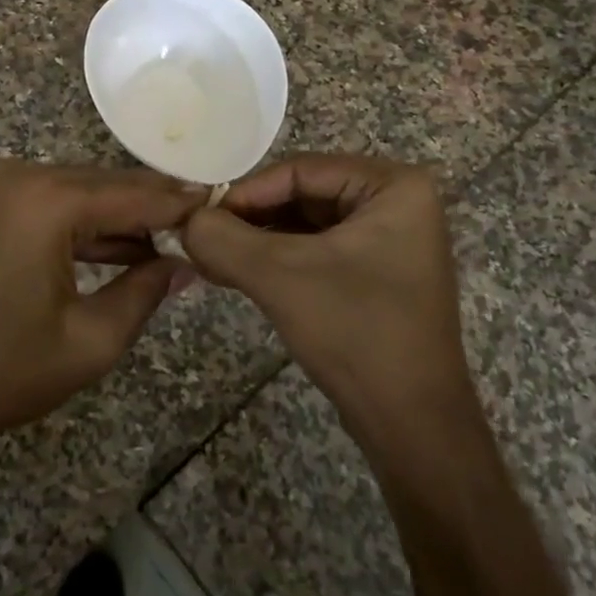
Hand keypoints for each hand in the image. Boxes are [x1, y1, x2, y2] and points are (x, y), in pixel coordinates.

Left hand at [0, 159, 202, 456]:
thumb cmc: (5, 372)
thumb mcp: (91, 340)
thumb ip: (147, 291)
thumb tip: (185, 264)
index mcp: (46, 201)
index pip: (132, 195)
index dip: (179, 204)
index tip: (220, 205)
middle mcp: (19, 175)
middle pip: (104, 185)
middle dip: (151, 208)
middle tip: (199, 226)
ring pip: (77, 191)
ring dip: (117, 217)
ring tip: (165, 243)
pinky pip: (48, 202)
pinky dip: (81, 223)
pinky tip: (118, 248)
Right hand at [182, 154, 469, 438]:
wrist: (413, 425)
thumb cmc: (356, 332)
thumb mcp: (281, 276)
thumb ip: (223, 239)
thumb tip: (182, 220)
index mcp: (393, 186)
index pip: (300, 170)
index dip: (245, 192)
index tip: (199, 218)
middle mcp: (396, 203)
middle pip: (302, 194)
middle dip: (249, 219)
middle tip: (199, 239)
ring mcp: (388, 240)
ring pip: (305, 224)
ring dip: (257, 241)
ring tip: (209, 259)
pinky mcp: (375, 273)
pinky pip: (316, 251)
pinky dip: (276, 260)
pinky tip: (234, 273)